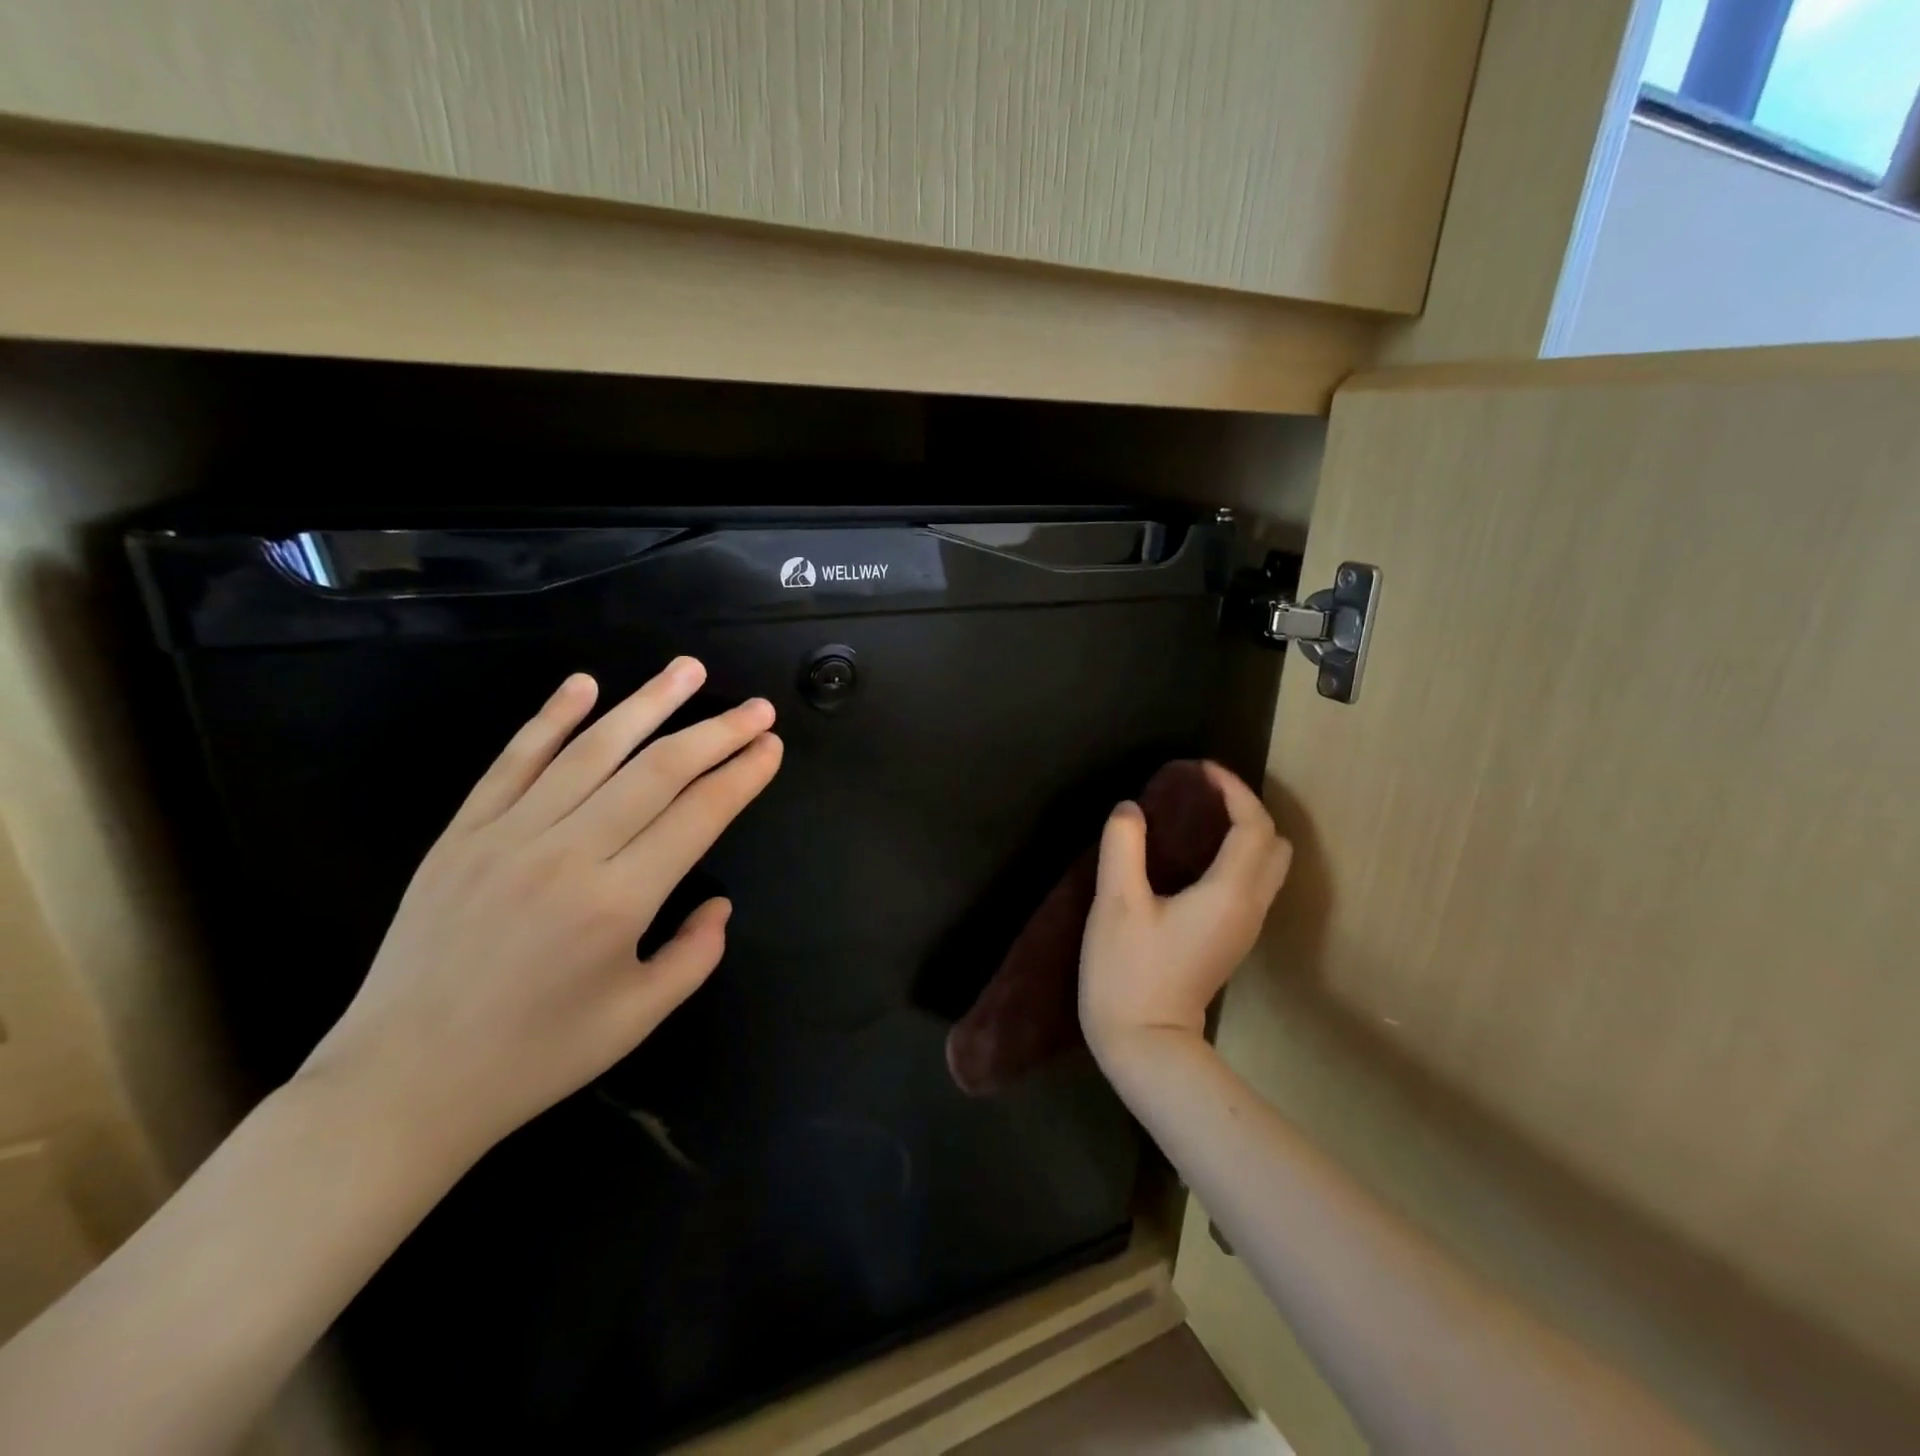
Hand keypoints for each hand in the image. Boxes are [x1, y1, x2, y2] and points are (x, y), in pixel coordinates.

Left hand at [297, 659, 781, 1165]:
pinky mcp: (462, 833)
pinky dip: (551, 718)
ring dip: (647, 704)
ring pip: (592, 750)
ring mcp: (507, 835)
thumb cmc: (534, 1056)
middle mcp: (567, 854)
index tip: (771, 746)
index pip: (698, 815)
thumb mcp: (637, 1018)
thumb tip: (720, 903)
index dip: (741, 775)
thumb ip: (694, 955)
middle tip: (757, 708)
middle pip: (657, 771)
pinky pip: (514, 761)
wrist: (402, 1083)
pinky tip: (585, 684)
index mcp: (617, 902)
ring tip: (687, 670)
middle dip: (716, 733)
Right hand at [1078, 762, 1290, 1062]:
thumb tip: (1131, 808)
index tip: (1199, 770)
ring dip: (1243, 833)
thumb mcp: (1117, 904)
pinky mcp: (1230, 941)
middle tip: (1203, 794)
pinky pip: (1250, 884)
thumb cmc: (1130, 972)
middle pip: (1273, 845)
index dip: (1233, 789)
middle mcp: (1250, 907)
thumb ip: (1124, 846)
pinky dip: (1235, 857)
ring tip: (1198, 817)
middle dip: (1246, 809)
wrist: (1146, 1044)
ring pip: (1267, 867)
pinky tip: (1195, 856)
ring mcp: (1244, 928)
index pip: (1253, 826)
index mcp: (1229, 893)